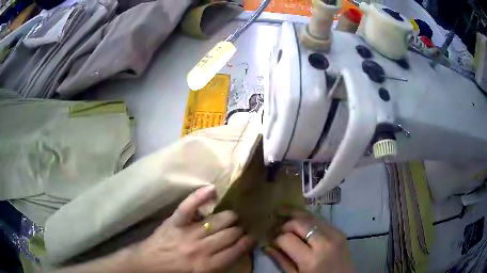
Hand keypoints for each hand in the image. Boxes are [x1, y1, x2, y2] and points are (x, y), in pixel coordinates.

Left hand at [132, 186, 255, 272]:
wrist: (149, 264)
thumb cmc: (176, 272)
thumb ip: (220, 265)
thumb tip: (237, 251)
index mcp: (208, 265)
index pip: (236, 250)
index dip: (248, 242)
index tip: (252, 237)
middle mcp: (202, 249)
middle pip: (230, 234)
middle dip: (240, 230)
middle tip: (241, 228)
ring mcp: (188, 233)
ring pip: (218, 220)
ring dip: (230, 217)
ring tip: (232, 216)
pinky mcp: (175, 221)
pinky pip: (189, 206)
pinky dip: (200, 196)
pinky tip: (212, 189)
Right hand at [264, 210, 351, 272]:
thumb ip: (282, 261)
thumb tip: (266, 246)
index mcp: (311, 259)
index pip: (287, 239)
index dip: (276, 238)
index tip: (272, 241)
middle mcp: (324, 243)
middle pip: (299, 223)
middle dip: (285, 224)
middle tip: (277, 229)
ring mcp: (334, 234)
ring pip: (310, 216)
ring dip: (295, 216)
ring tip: (283, 213)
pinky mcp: (340, 231)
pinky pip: (320, 219)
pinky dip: (308, 219)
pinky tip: (300, 221)